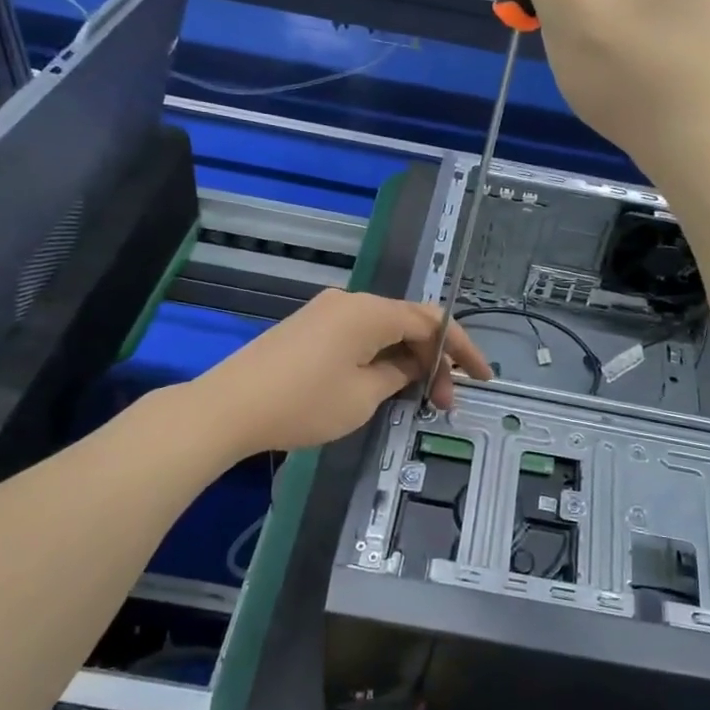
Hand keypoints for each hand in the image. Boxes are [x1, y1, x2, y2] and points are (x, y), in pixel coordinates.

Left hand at [197, 290, 491, 458]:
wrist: (227, 407)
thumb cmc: (303, 403)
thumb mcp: (364, 395)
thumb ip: (399, 374)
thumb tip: (413, 365)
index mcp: (370, 311)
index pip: (432, 321)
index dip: (462, 348)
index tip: (482, 378)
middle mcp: (351, 302)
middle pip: (408, 322)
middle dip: (434, 359)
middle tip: (444, 401)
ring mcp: (327, 312)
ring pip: (384, 329)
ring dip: (407, 359)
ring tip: (418, 396)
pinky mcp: (309, 328)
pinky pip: (359, 335)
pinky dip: (381, 356)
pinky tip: (385, 382)